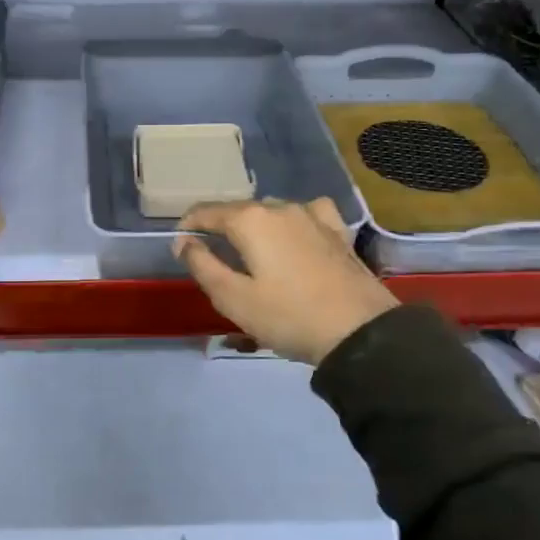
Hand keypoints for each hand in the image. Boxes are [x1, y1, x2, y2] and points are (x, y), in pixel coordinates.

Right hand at [174, 198, 398, 364]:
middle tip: (213, 256)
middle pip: (239, 209)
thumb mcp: (233, 299)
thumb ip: (202, 265)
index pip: (206, 212)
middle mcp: (280, 207)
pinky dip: (292, 222)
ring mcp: (313, 215)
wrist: (360, 331)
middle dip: (221, 227)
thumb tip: (183, 240)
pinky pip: (306, 214)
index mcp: (250, 220)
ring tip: (251, 251)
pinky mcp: (337, 231)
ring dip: (255, 225)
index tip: (180, 244)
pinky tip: (296, 235)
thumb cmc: (288, 316)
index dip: (188, 225)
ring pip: (272, 210)